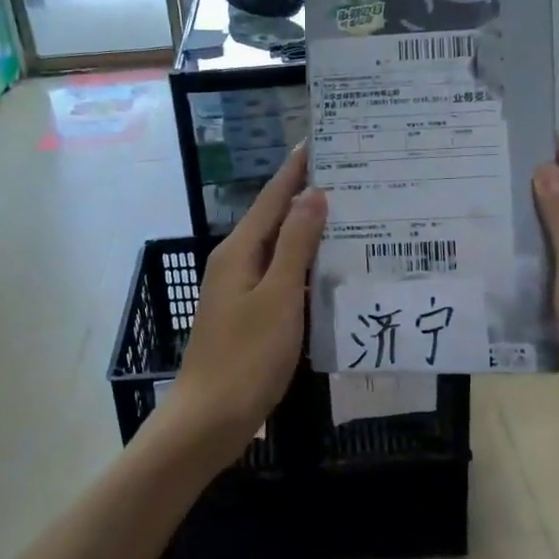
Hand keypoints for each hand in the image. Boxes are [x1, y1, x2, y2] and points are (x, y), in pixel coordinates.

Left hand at [170, 146, 326, 466]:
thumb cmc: (246, 356)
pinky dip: (303, 263)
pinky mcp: (249, 314)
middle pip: (274, 218)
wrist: (210, 418)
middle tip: (348, 177)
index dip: (295, 170)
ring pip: (278, 248)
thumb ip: (296, 245)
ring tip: (346, 214)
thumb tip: (312, 194)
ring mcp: (240, 289)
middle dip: (306, 195)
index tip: (319, 141)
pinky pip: (279, 274)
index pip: (272, 198)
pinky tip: (327, 268)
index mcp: (239, 251)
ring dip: (307, 229)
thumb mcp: (277, 296)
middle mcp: (236, 262)